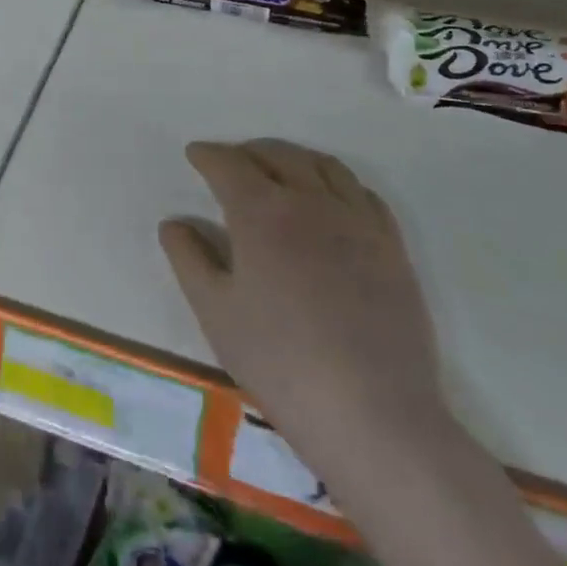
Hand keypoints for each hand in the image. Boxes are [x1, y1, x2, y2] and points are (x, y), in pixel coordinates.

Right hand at [159, 139, 448, 468]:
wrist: (372, 413)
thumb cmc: (278, 360)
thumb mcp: (214, 311)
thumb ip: (188, 258)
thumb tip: (174, 223)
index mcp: (261, 213)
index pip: (228, 165)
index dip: (208, 155)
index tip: (195, 154)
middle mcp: (310, 203)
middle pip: (278, 155)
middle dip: (249, 151)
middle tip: (232, 162)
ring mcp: (357, 223)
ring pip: (324, 167)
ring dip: (294, 159)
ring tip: (279, 171)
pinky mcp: (392, 248)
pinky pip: (364, 194)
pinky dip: (338, 183)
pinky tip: (330, 201)